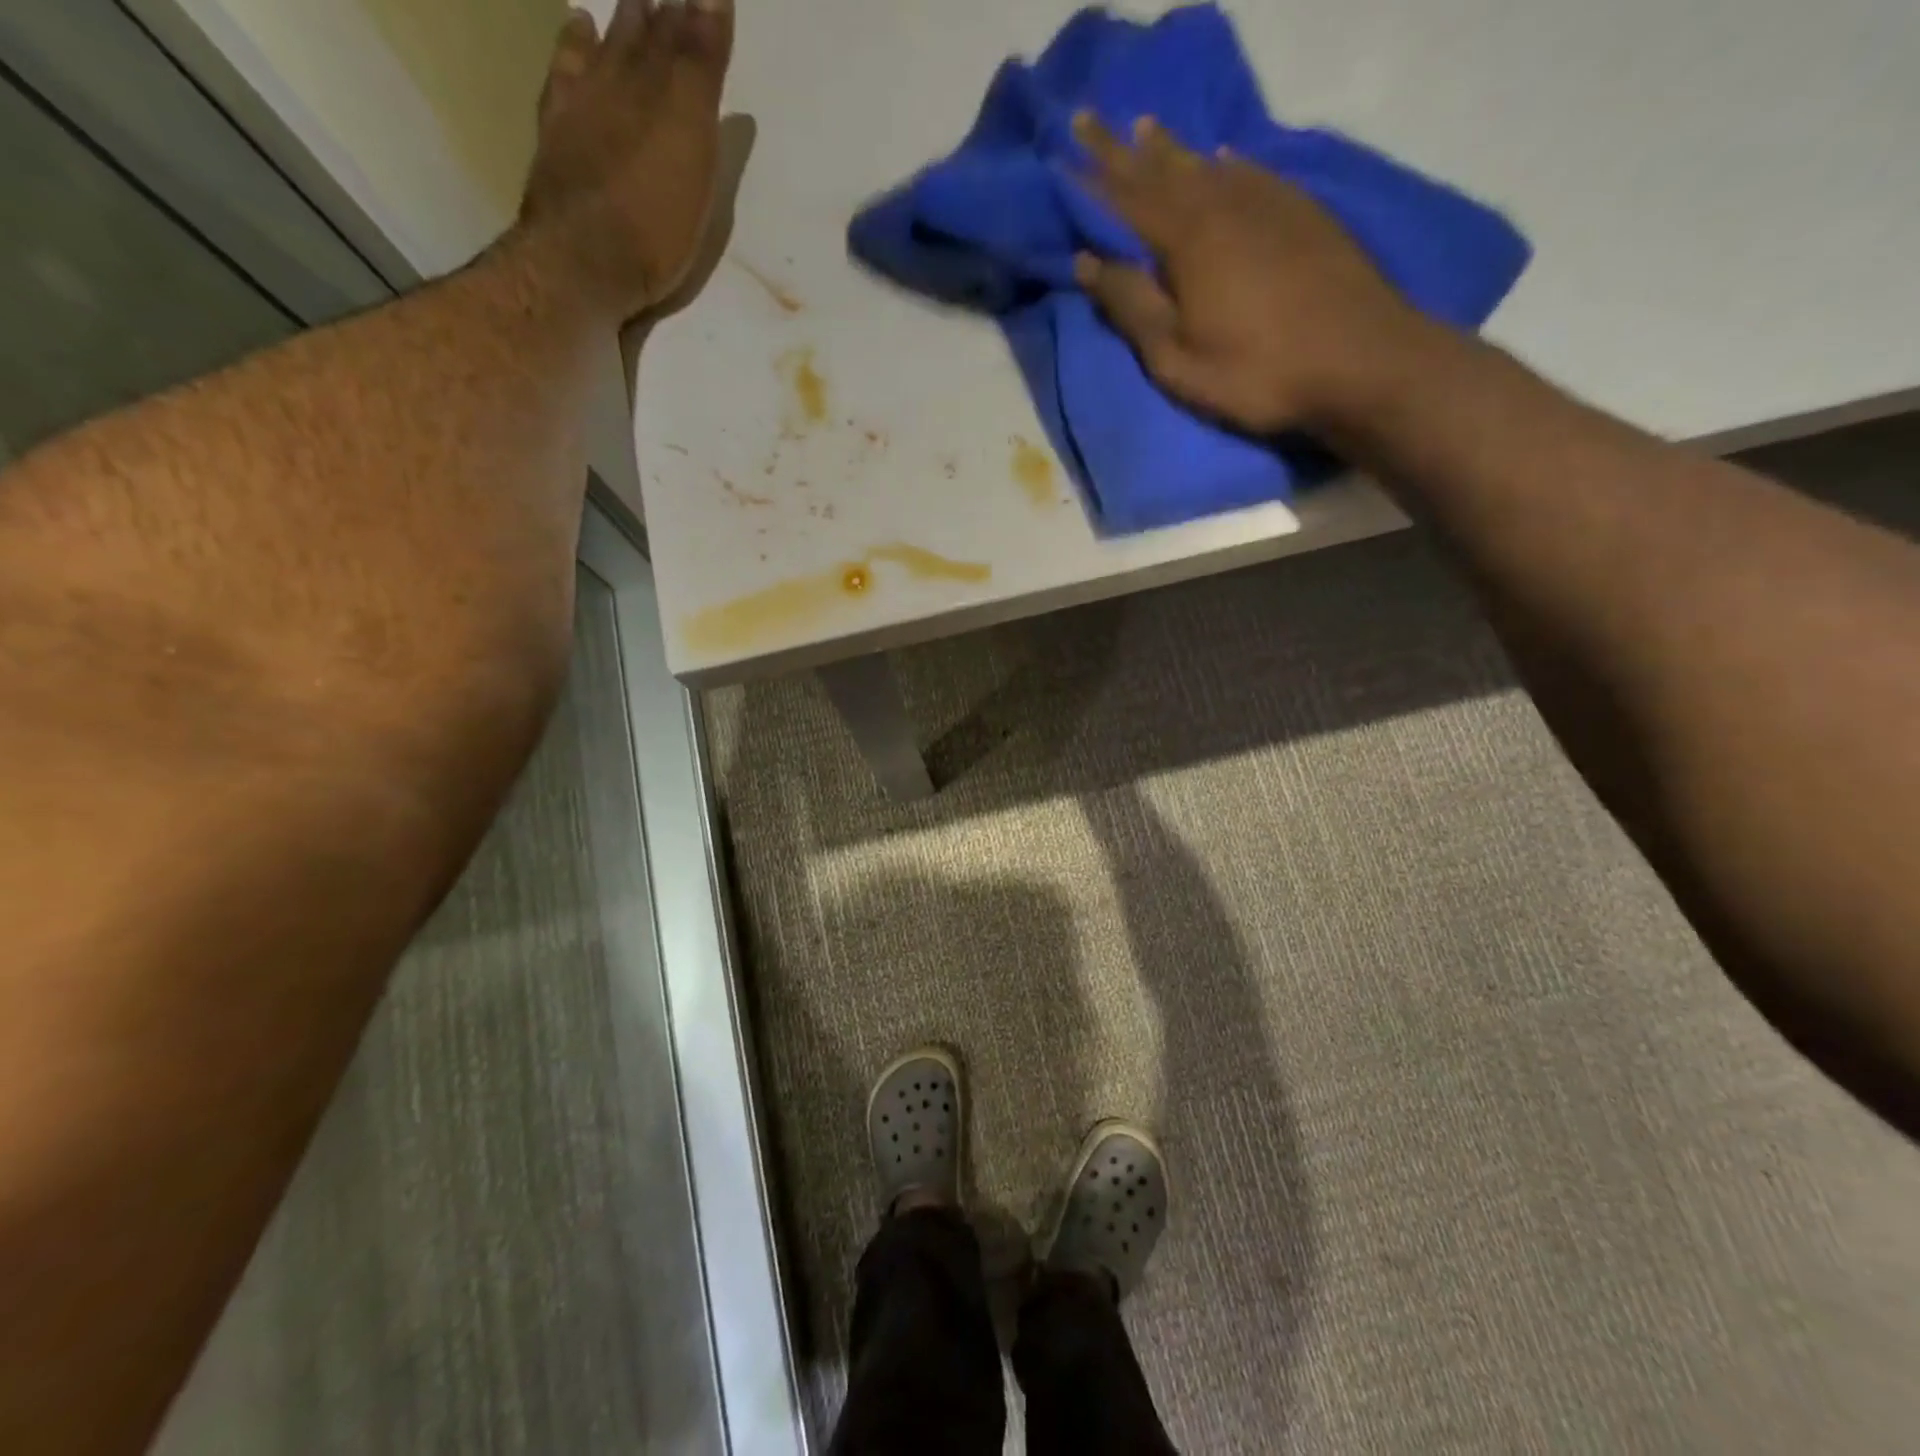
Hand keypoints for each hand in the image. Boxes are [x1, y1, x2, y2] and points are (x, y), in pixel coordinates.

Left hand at [519, 0, 733, 320]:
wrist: (582, 264)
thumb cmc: (652, 217)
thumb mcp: (689, 142)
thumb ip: (698, 69)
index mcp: (656, 93)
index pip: (680, 39)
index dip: (696, 14)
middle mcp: (614, 89)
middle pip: (639, 41)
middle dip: (658, 14)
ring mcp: (580, 114)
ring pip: (601, 55)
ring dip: (617, 29)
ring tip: (625, 5)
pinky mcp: (557, 144)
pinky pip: (563, 82)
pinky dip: (571, 54)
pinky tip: (577, 38)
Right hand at [1072, 113, 1420, 434]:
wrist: (1361, 360)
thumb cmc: (1256, 371)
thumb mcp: (1177, 357)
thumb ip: (1131, 306)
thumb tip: (1086, 262)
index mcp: (1186, 239)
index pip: (1125, 197)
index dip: (1091, 176)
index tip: (1062, 149)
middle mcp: (1223, 205)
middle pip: (1162, 171)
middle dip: (1121, 148)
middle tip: (1090, 116)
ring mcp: (1268, 202)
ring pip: (1207, 166)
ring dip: (1172, 149)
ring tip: (1146, 127)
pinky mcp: (1303, 213)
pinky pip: (1252, 172)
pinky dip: (1228, 163)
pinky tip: (1222, 157)